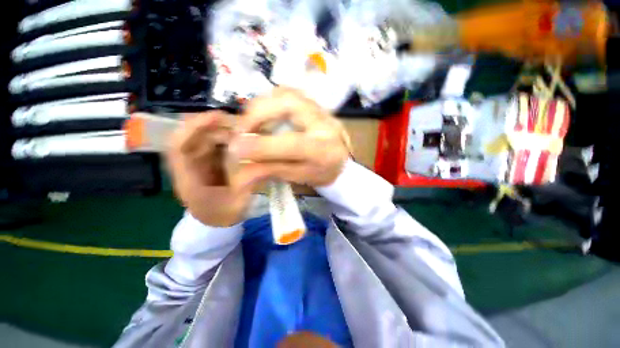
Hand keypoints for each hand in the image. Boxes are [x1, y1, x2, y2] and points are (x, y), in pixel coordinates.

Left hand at [166, 111, 264, 226]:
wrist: (216, 222)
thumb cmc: (223, 216)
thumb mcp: (238, 205)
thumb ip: (248, 185)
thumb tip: (263, 164)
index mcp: (188, 181)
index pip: (178, 147)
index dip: (193, 128)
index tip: (216, 117)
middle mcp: (188, 167)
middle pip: (192, 137)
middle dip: (214, 126)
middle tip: (240, 124)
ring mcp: (198, 163)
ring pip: (204, 138)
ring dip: (222, 130)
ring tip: (244, 130)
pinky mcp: (207, 162)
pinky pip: (214, 144)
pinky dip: (226, 137)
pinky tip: (242, 138)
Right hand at [231, 87, 349, 186]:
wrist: (342, 162)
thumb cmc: (322, 173)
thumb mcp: (300, 176)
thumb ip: (274, 168)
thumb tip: (244, 163)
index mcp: (325, 149)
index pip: (293, 144)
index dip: (263, 145)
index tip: (236, 148)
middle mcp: (324, 123)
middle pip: (289, 104)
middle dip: (258, 114)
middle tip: (241, 130)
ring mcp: (320, 109)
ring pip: (286, 94)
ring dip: (260, 106)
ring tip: (248, 123)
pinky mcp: (314, 103)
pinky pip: (287, 93)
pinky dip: (269, 100)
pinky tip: (261, 114)